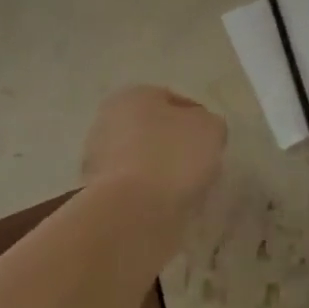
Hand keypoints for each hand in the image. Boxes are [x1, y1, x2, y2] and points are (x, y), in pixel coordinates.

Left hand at [82, 85, 225, 214]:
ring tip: (184, 191)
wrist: (132, 212)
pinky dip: (147, 194)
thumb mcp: (210, 129)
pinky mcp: (97, 193)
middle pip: (153, 129)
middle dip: (174, 145)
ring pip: (141, 159)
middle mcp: (108, 119)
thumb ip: (209, 123)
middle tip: (199, 166)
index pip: (173, 101)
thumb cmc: (172, 157)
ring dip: (159, 171)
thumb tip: (202, 131)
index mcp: (133, 95)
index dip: (197, 120)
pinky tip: (165, 206)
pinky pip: (132, 187)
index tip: (211, 143)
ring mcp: (98, 158)